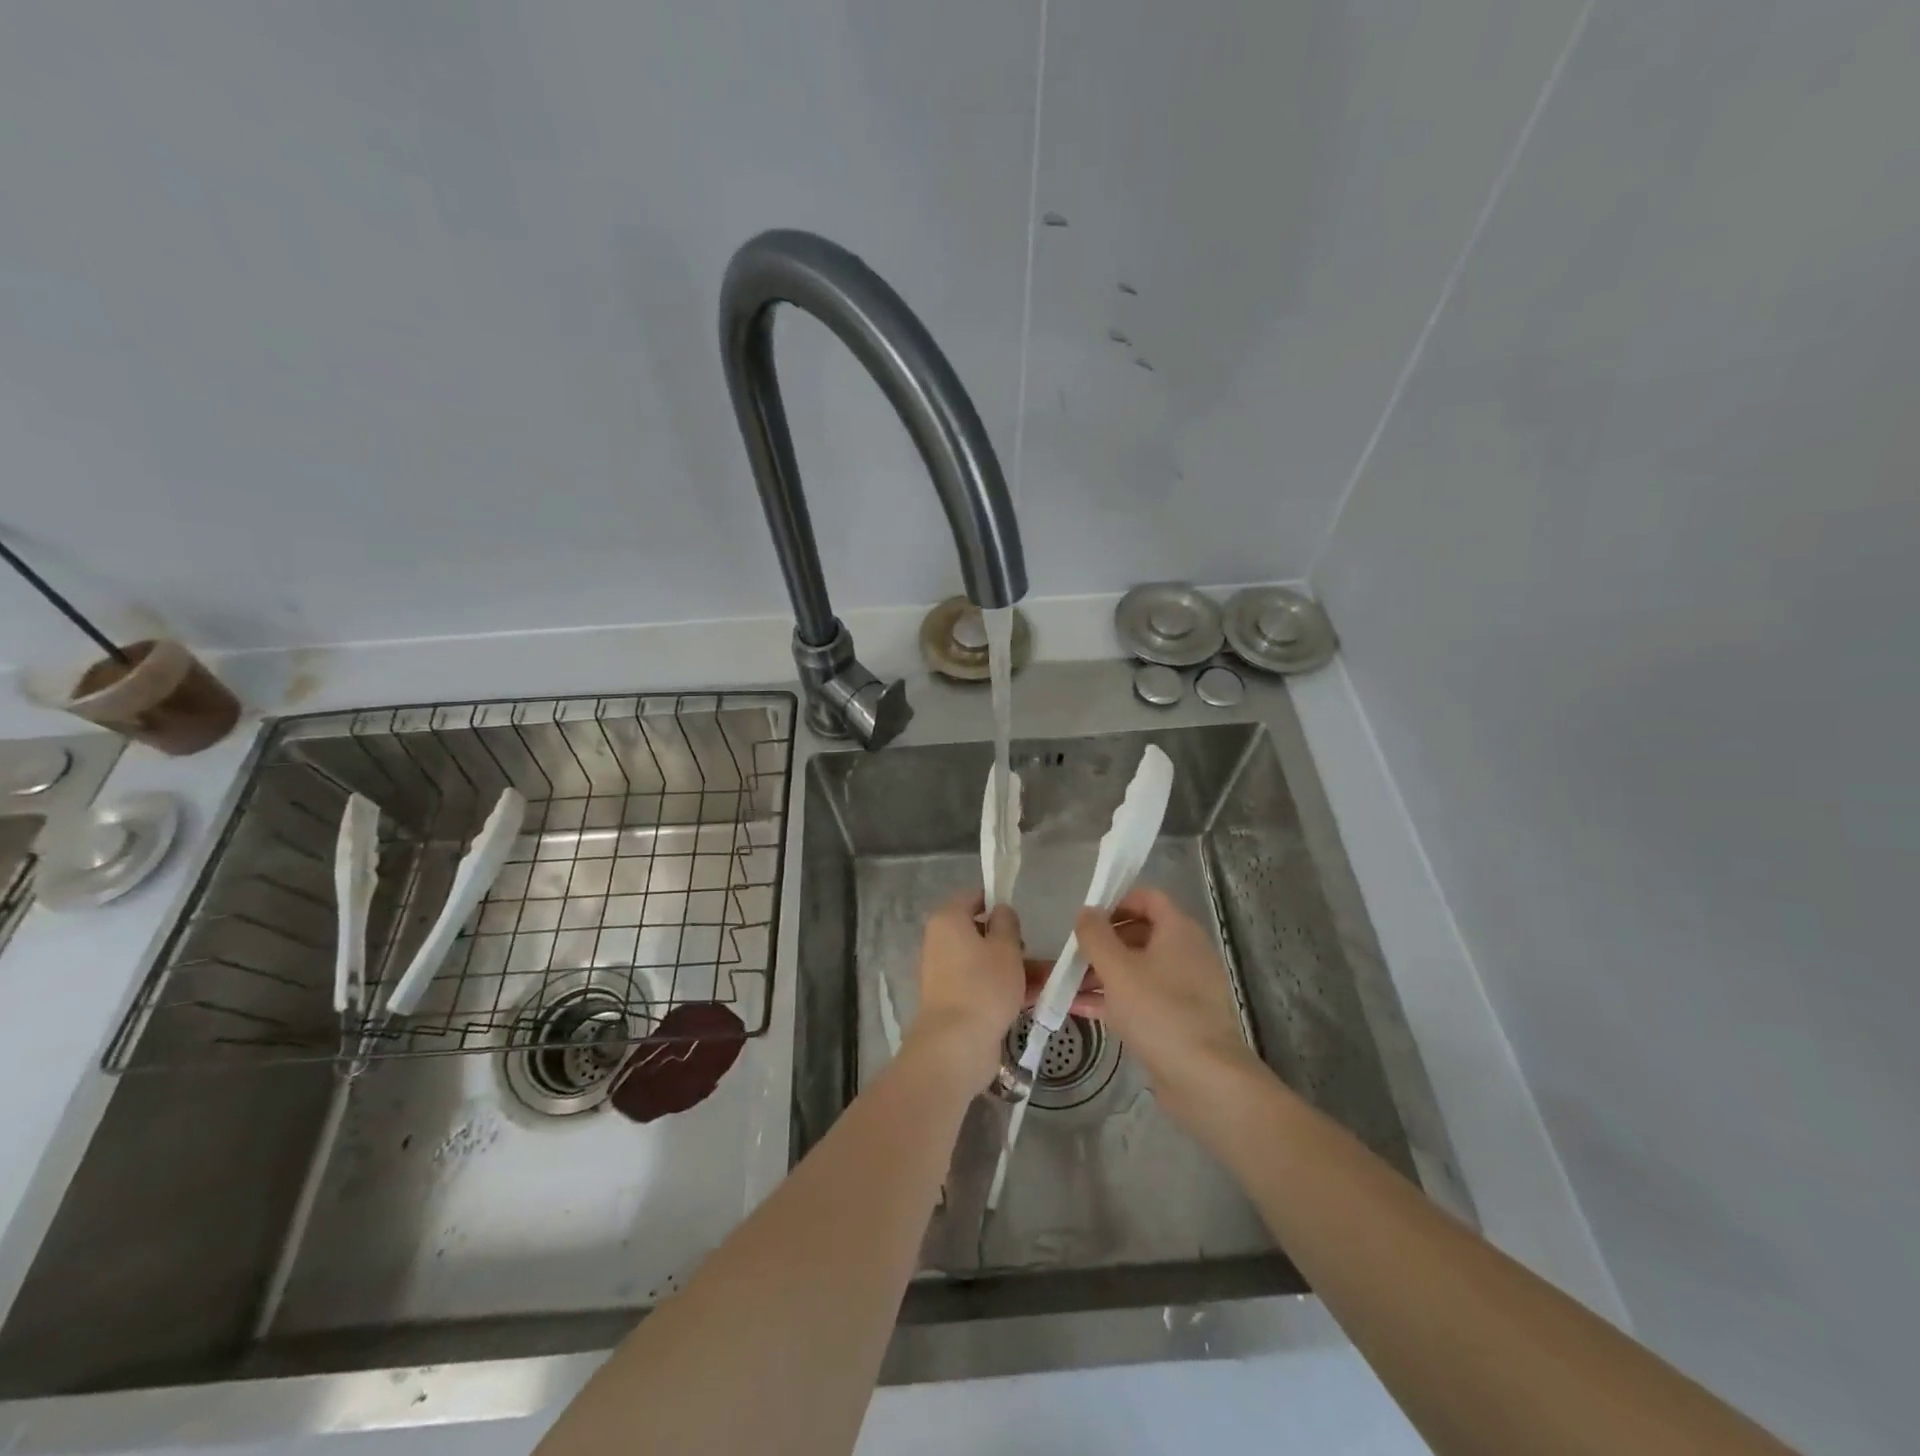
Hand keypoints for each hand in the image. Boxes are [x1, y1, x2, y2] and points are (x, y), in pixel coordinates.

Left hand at [907, 889, 1025, 1088]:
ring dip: (1013, 968)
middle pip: (979, 931)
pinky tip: (1032, 999)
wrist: (956, 1045)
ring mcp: (944, 973)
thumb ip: (1007, 922)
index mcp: (947, 920)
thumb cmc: (984, 985)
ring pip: (984, 961)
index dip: (996, 901)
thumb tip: (999, 911)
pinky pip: (981, 984)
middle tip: (1032, 952)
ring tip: (1046, 981)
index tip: (1020, 917)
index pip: (972, 897)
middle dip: (1010, 942)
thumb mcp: (1006, 947)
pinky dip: (1002, 988)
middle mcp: (939, 942)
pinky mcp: (951, 1000)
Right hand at [1074, 886, 1265, 1116]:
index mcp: (1178, 931)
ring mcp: (1185, 988)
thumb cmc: (1159, 1012)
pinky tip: (1080, 1009)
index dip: (1116, 901)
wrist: (1206, 1080)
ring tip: (1068, 985)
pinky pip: (1142, 998)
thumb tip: (1086, 912)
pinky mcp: (1179, 1020)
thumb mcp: (1117, 969)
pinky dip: (1114, 999)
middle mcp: (1186, 953)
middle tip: (1073, 956)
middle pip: (1140, 933)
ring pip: (1138, 968)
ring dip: (1104, 973)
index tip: (1086, 920)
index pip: (1147, 898)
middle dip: (1103, 942)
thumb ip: (1095, 936)